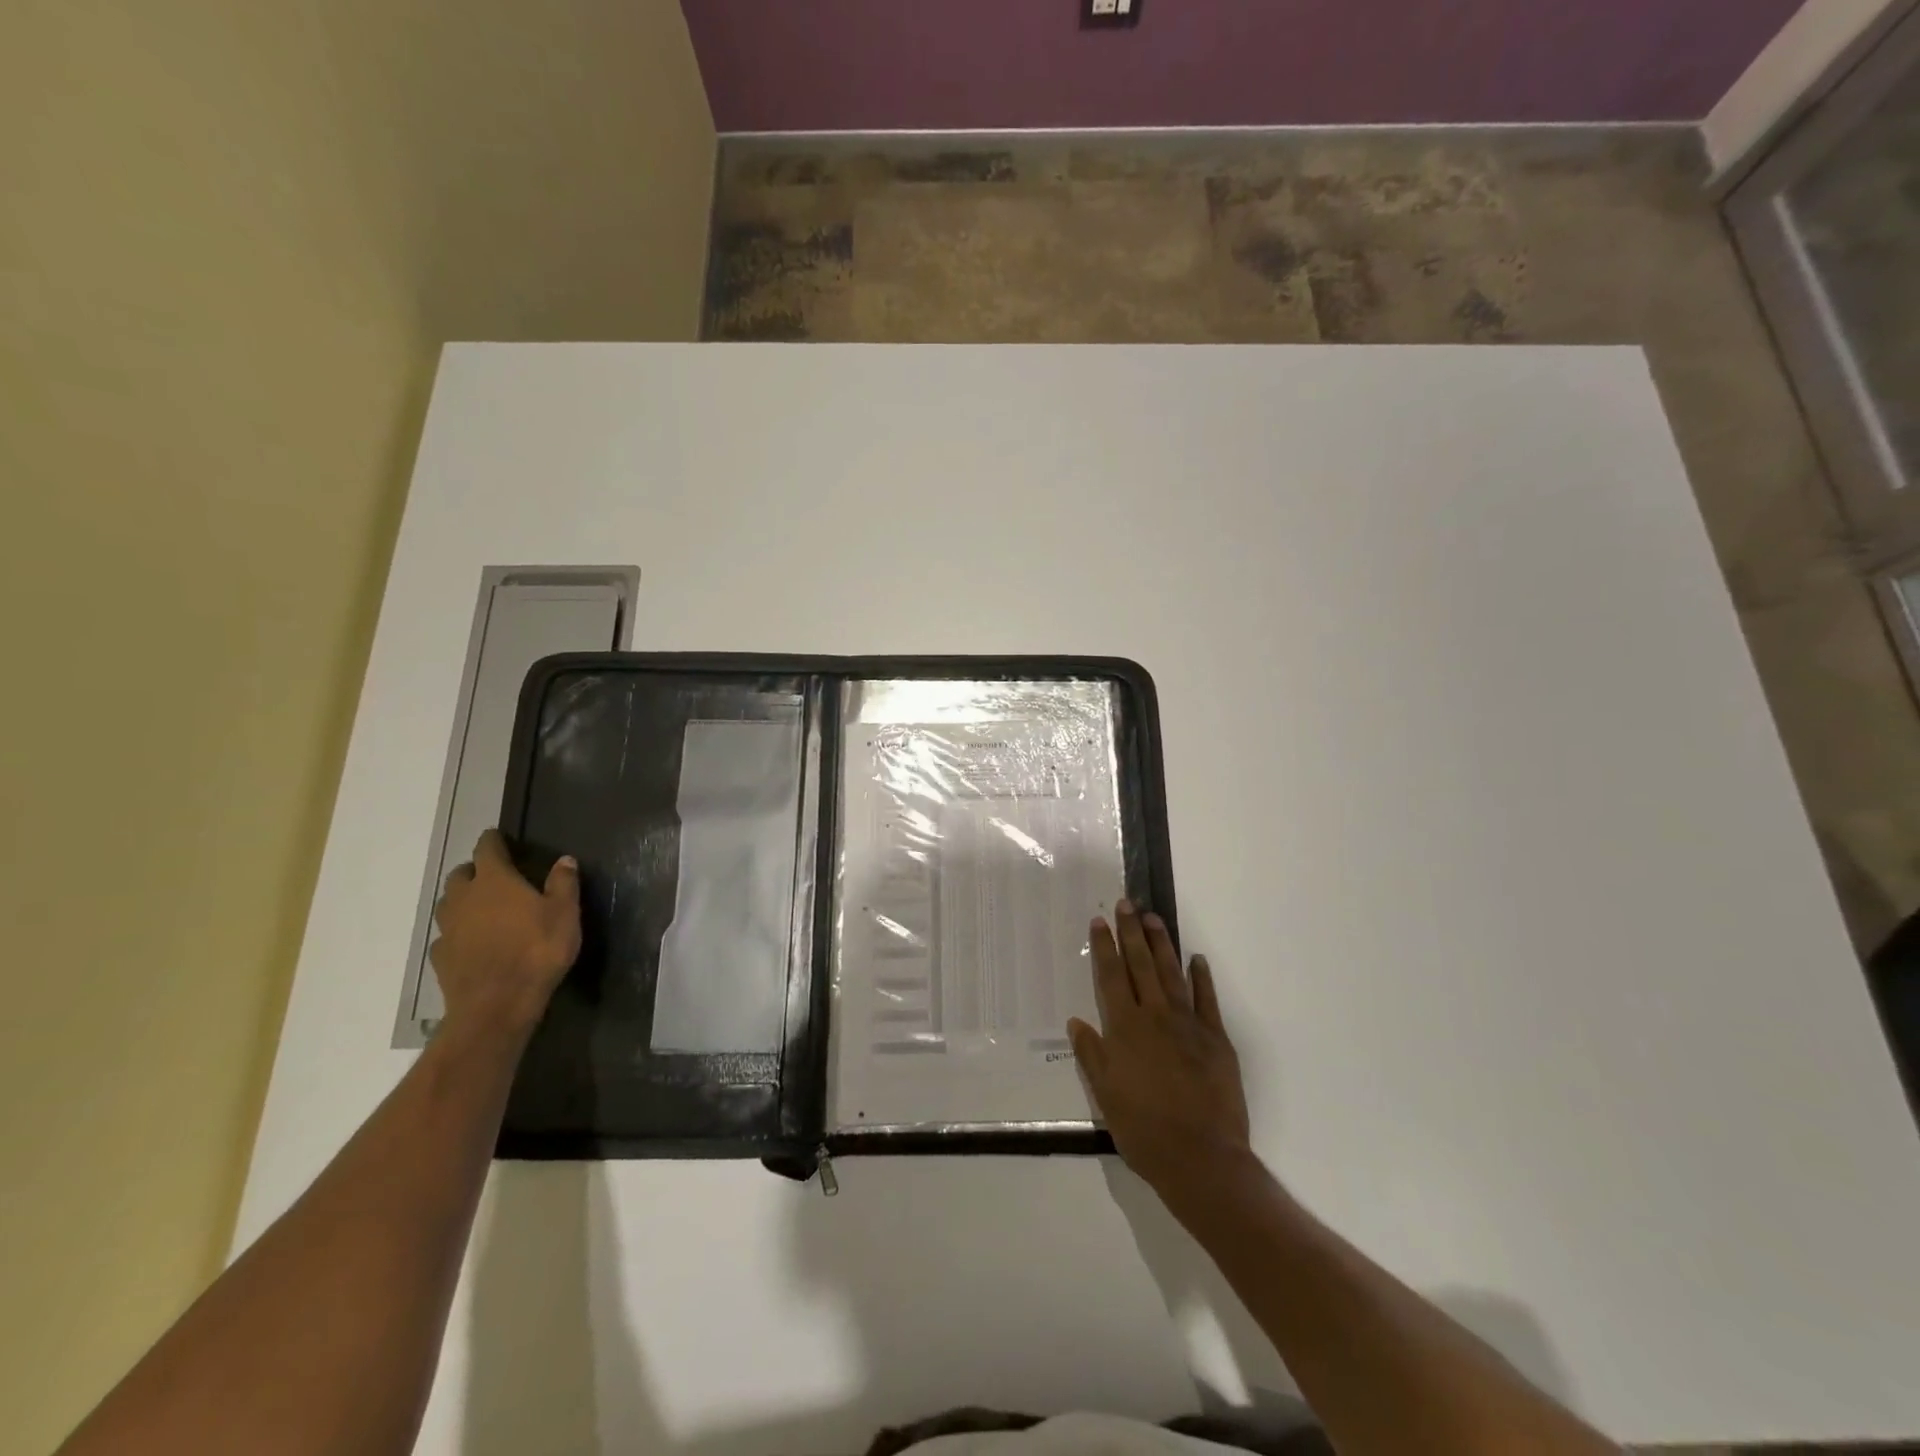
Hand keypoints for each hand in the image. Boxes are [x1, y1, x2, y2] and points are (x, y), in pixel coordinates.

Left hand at [430, 830, 580, 1036]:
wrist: (496, 1004)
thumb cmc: (537, 951)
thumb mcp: (565, 914)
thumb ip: (563, 884)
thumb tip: (565, 860)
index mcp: (495, 881)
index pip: (487, 849)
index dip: (493, 840)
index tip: (498, 836)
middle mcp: (464, 898)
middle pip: (461, 874)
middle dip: (474, 870)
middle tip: (493, 876)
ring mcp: (448, 928)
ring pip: (448, 904)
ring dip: (462, 900)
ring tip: (482, 908)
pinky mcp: (441, 957)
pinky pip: (447, 935)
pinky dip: (458, 932)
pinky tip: (472, 942)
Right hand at [1068, 900, 1252, 1200]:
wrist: (1202, 1158)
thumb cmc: (1145, 1130)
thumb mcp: (1106, 1096)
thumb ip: (1092, 1055)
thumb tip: (1077, 1022)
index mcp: (1125, 1029)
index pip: (1112, 977)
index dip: (1104, 947)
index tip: (1099, 921)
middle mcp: (1155, 1017)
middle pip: (1141, 965)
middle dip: (1131, 932)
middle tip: (1126, 903)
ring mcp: (1189, 1025)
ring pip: (1172, 974)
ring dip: (1161, 944)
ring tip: (1153, 918)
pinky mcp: (1216, 1039)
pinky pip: (1207, 1000)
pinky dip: (1202, 977)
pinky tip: (1197, 959)